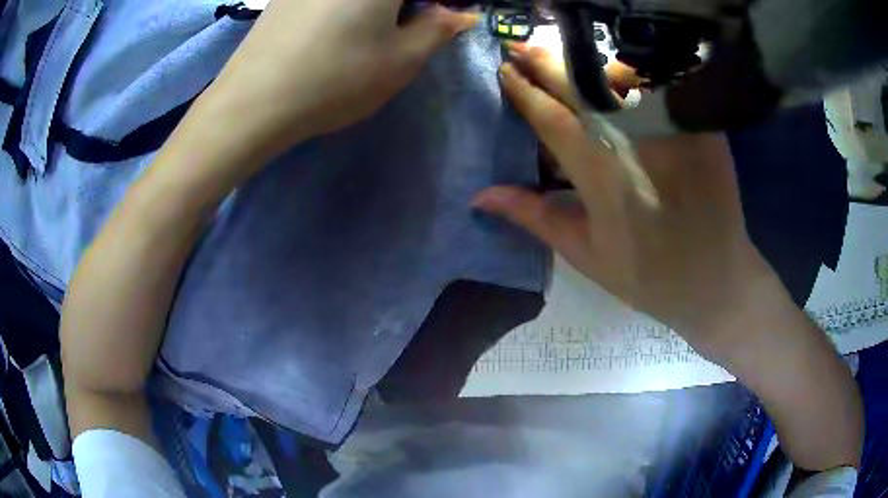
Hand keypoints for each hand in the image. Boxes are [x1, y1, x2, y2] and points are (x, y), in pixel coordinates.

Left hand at [201, 0, 478, 156]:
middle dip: (405, 7)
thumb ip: (438, 28)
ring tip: (367, 32)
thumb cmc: (336, 79)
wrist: (253, 102)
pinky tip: (334, 29)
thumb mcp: (402, 59)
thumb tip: (462, 14)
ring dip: (374, 9)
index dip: (435, 6)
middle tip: (406, 25)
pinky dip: (343, 8)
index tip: (434, 20)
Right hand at [474, 46, 781, 357]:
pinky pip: (659, 83)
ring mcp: (670, 128)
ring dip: (584, 59)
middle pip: (581, 84)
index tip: (503, 69)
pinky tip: (614, 66)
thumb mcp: (586, 253)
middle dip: (545, 60)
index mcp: (601, 175)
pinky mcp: (698, 125)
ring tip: (559, 50)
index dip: (523, 90)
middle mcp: (634, 140)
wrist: (717, 278)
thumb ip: (535, 215)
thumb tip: (480, 195)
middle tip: (519, 45)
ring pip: (620, 75)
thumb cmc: (648, 275)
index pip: (551, 117)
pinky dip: (632, 70)